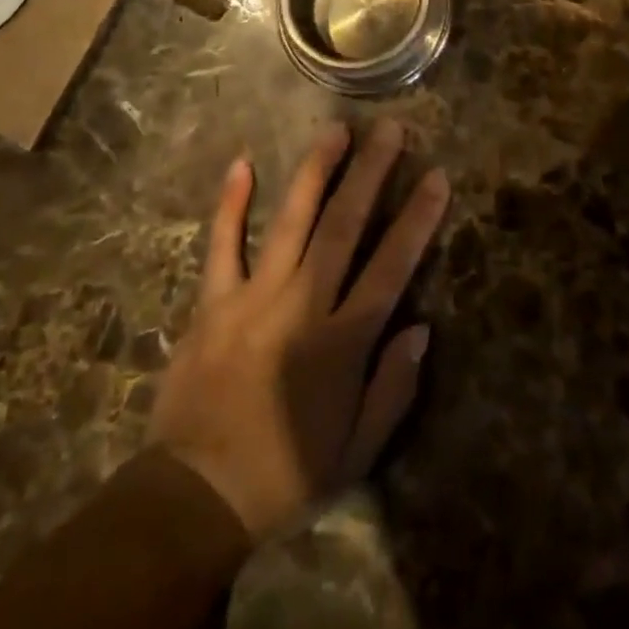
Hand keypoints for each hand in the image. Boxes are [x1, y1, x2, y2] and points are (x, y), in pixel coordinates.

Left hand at [148, 120, 448, 543]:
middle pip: (343, 227)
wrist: (193, 499)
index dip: (417, 219)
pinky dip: (231, 204)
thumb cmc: (284, 476)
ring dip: (315, 171)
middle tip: (390, 129)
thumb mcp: (355, 454)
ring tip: (335, 129)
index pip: (390, 266)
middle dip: (370, 173)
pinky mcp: (212, 303)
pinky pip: (221, 245)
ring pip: (291, 221)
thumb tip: (421, 328)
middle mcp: (301, 306)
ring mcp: (252, 298)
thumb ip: (393, 389)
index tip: (436, 177)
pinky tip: (242, 163)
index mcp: (341, 342)